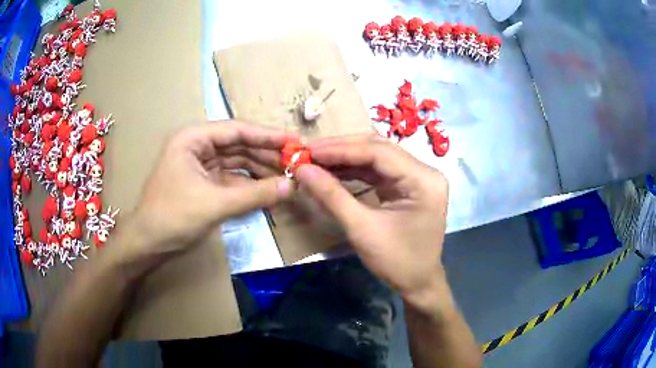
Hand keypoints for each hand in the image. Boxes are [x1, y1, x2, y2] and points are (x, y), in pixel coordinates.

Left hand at [129, 121, 296, 254]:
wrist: (148, 244)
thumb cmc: (173, 217)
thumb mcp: (215, 204)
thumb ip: (255, 194)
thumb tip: (292, 186)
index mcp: (193, 139)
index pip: (237, 130)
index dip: (268, 135)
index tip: (295, 141)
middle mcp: (197, 146)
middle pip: (239, 145)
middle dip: (266, 154)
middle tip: (296, 162)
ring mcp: (200, 166)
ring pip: (237, 162)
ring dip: (260, 169)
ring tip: (288, 176)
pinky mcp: (204, 184)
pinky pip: (232, 179)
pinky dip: (249, 185)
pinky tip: (269, 189)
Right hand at [296, 135, 448, 305]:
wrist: (417, 283)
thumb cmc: (397, 261)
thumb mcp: (362, 229)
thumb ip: (332, 196)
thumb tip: (302, 169)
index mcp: (424, 180)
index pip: (379, 152)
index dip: (341, 149)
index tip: (309, 150)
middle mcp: (424, 171)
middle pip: (379, 149)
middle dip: (342, 149)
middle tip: (310, 151)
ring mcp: (417, 177)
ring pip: (377, 157)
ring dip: (346, 157)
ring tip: (316, 159)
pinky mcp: (407, 185)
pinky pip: (378, 170)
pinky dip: (354, 169)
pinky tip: (333, 169)